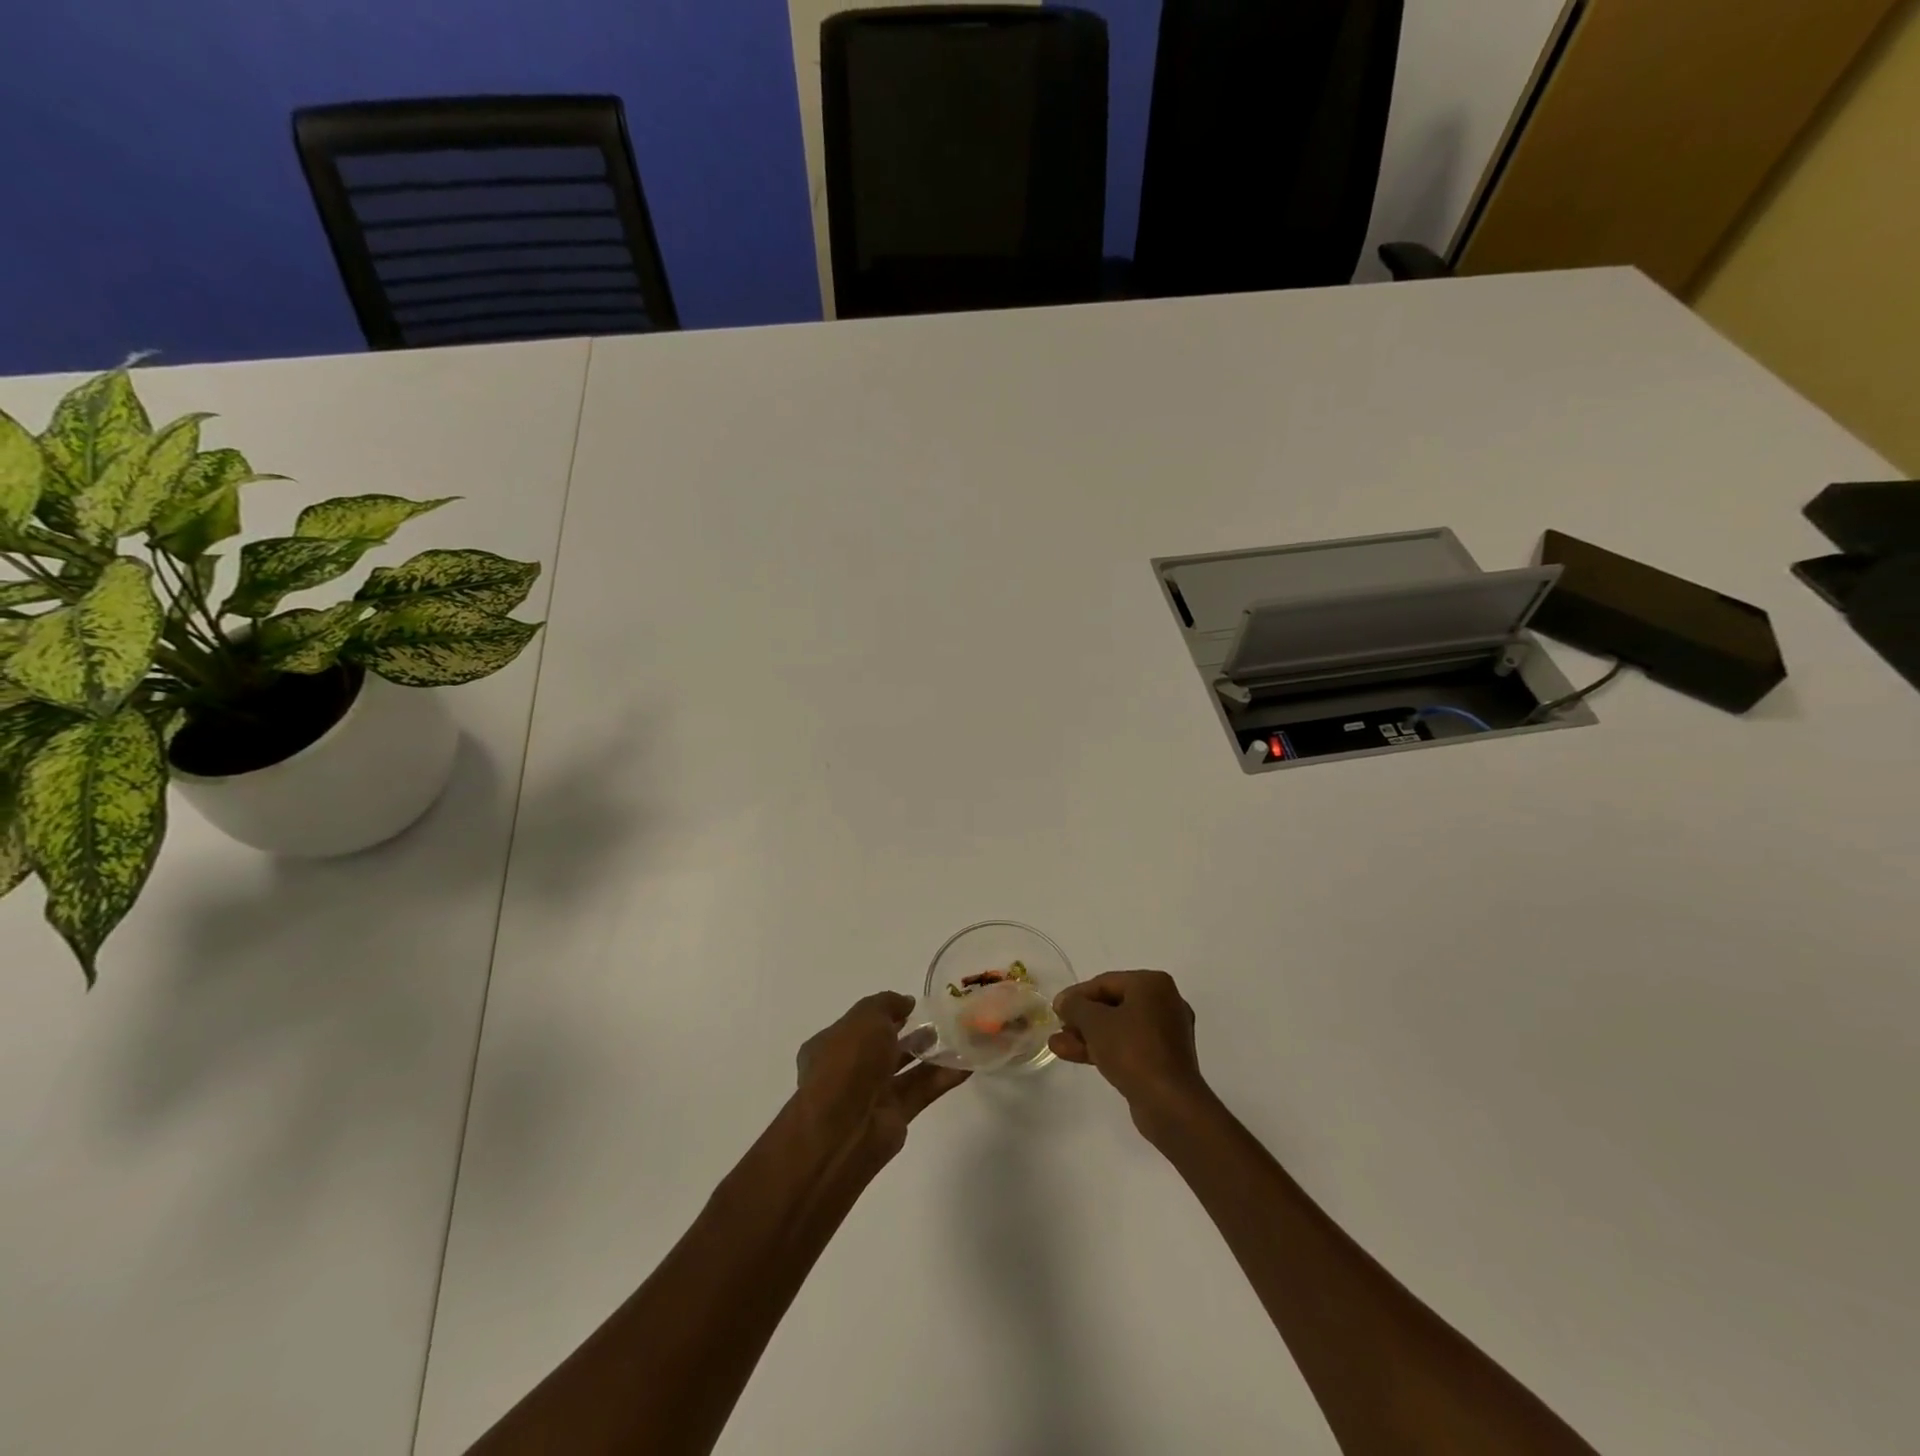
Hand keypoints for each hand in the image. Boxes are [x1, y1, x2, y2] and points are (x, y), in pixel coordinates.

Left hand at [794, 992, 969, 1176]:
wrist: (842, 1129)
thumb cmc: (848, 1062)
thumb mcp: (866, 1017)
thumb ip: (888, 1004)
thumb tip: (907, 1002)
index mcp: (833, 1044)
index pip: (861, 1024)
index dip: (886, 1014)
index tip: (914, 1006)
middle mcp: (851, 1069)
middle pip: (885, 1047)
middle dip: (911, 1034)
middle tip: (942, 1022)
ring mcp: (873, 1094)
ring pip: (907, 1069)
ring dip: (931, 1054)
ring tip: (961, 1037)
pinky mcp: (896, 1116)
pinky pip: (923, 1091)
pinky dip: (944, 1077)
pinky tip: (968, 1064)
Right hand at [1050, 971, 1213, 1135]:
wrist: (1169, 1103)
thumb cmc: (1132, 1050)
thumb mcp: (1095, 1022)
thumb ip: (1075, 1006)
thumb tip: (1064, 1001)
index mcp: (1153, 984)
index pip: (1106, 982)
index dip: (1076, 995)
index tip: (1056, 1009)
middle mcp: (1165, 1002)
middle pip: (1113, 1005)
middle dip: (1082, 1019)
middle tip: (1058, 1029)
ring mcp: (1167, 1033)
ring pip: (1119, 1028)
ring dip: (1088, 1036)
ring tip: (1057, 1047)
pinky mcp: (1165, 1060)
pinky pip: (1129, 1046)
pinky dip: (1105, 1049)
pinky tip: (1077, 1056)